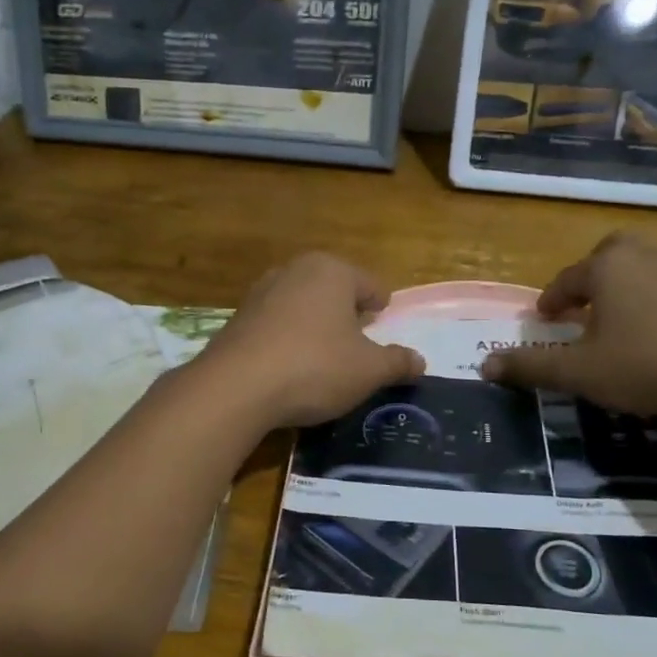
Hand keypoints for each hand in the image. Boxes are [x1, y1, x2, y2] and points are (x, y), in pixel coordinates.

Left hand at [195, 253, 424, 428]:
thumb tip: (420, 361)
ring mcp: (261, 292)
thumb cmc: (314, 367)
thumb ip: (397, 363)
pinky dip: (287, 340)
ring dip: (315, 327)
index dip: (382, 309)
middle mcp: (294, 270)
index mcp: (332, 270)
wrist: (236, 387)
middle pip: (334, 291)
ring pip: (302, 306)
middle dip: (346, 315)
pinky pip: (276, 325)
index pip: (370, 285)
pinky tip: (289, 368)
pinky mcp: (238, 318)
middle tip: (357, 345)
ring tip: (323, 359)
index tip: (383, 328)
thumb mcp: (368, 371)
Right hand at [479, 234, 656, 414]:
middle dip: (591, 278)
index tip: (543, 318)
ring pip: (642, 269)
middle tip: (583, 306)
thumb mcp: (580, 371)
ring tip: (618, 323)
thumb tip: (484, 365)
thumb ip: (531, 366)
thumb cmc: (647, 362)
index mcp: (606, 267)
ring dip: (625, 290)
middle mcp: (643, 256)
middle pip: (608, 255)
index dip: (550, 300)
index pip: (567, 279)